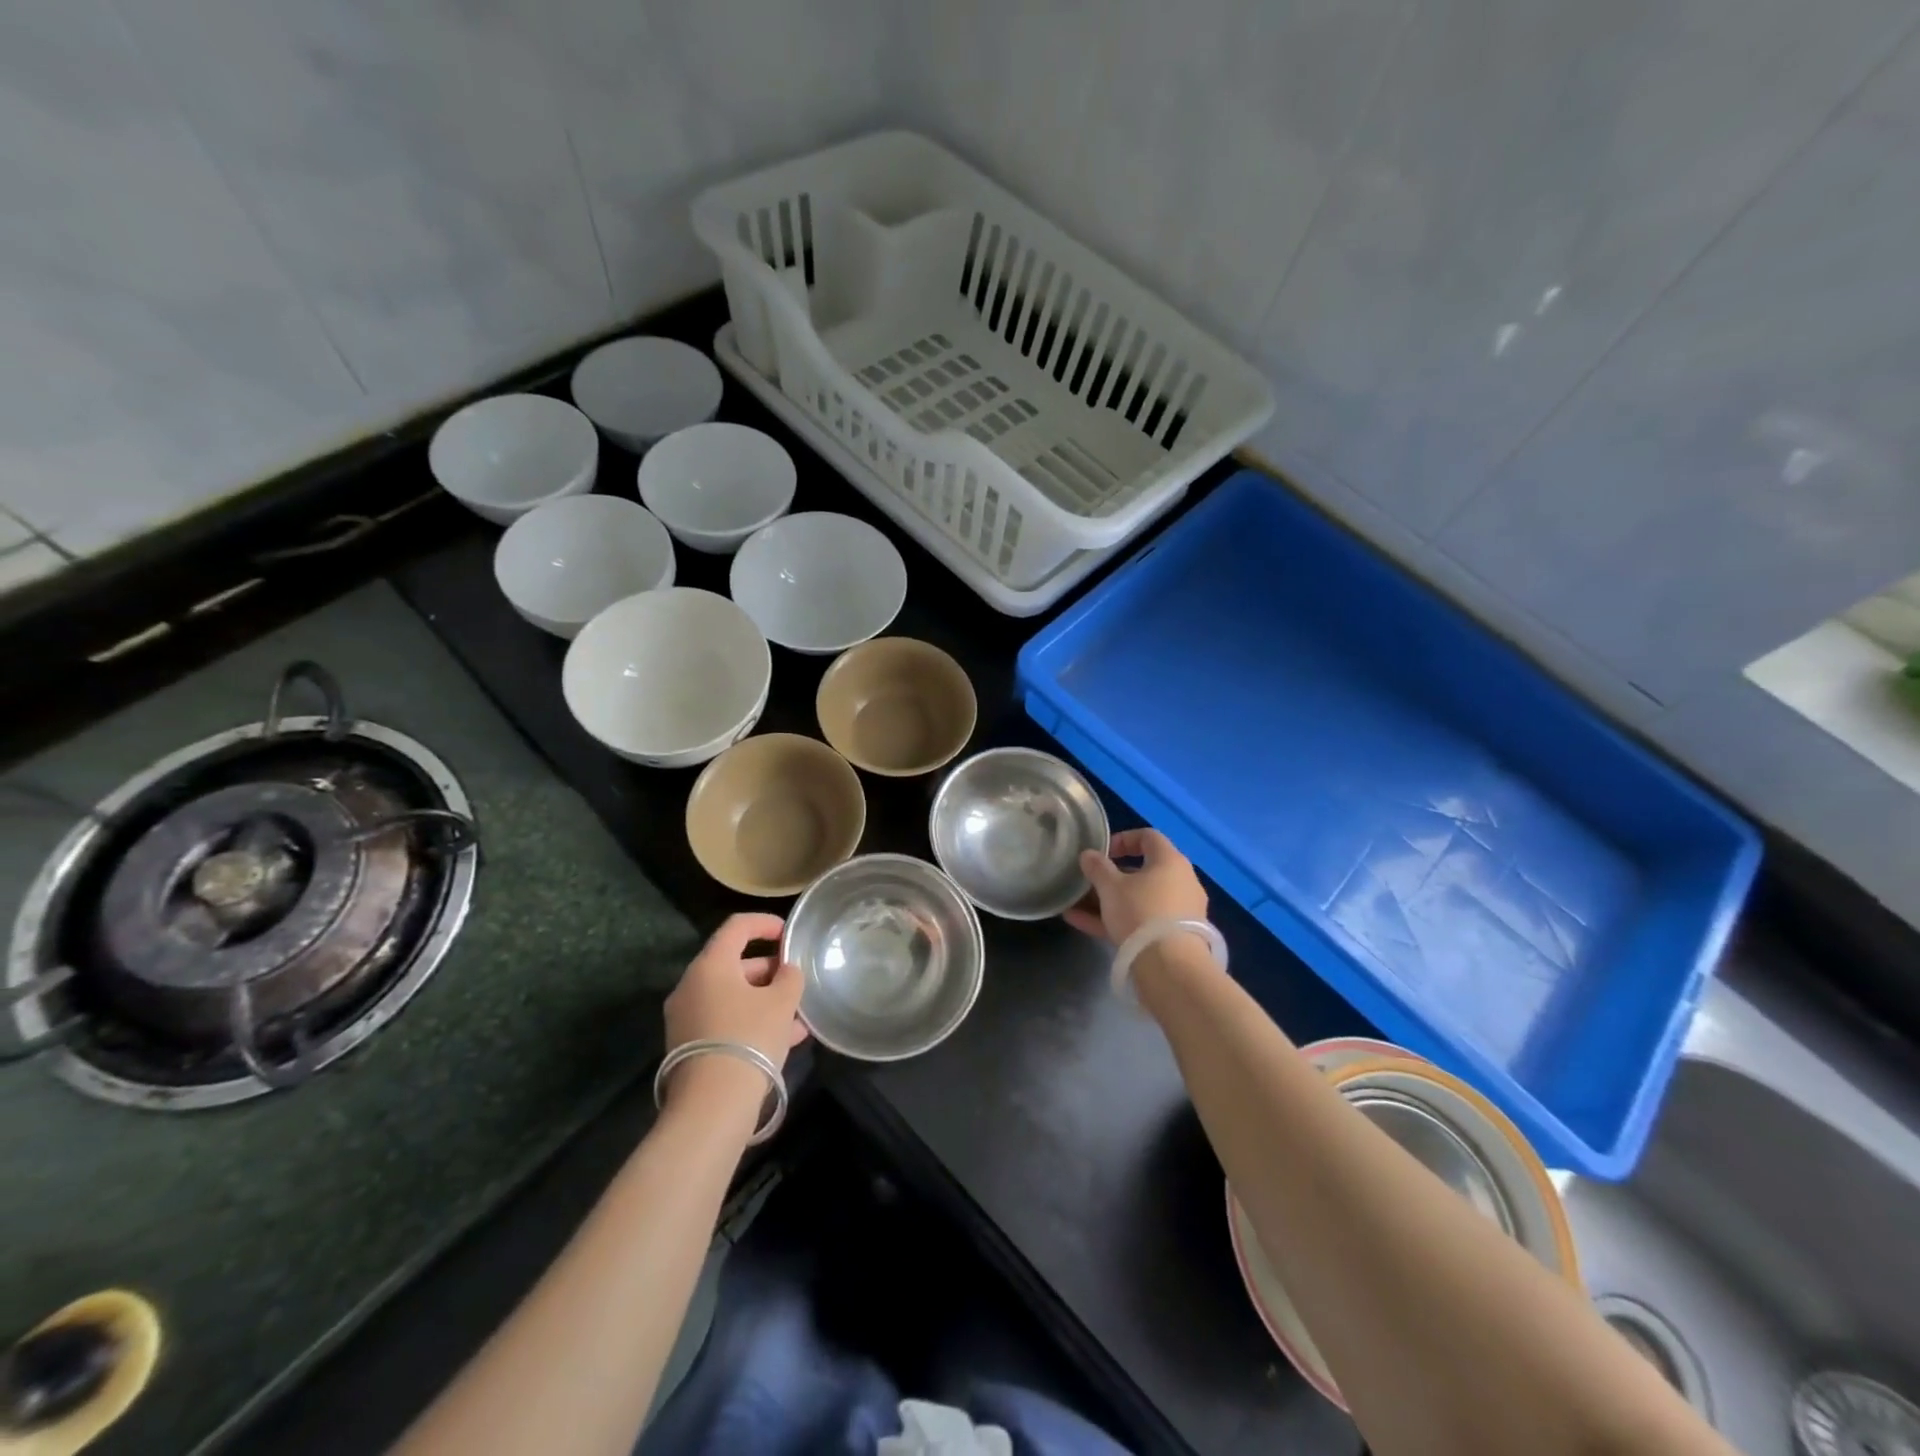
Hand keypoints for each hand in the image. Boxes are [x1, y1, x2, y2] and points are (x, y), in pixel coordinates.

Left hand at [664, 913, 807, 1070]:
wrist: (712, 1106)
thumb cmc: (749, 1038)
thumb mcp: (782, 1003)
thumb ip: (789, 978)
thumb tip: (786, 971)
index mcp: (710, 966)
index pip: (737, 927)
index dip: (765, 923)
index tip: (788, 933)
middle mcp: (691, 986)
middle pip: (733, 964)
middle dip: (768, 970)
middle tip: (795, 980)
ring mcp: (686, 1019)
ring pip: (731, 997)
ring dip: (764, 1000)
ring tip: (797, 1016)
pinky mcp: (688, 1047)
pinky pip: (724, 1021)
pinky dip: (750, 1021)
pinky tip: (783, 1040)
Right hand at [1065, 828, 1208, 944]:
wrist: (1170, 966)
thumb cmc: (1140, 912)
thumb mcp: (1110, 886)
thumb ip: (1097, 867)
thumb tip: (1088, 855)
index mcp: (1170, 861)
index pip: (1148, 837)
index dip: (1122, 839)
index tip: (1101, 852)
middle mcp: (1181, 882)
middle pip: (1143, 871)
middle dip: (1112, 876)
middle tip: (1090, 882)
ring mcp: (1180, 911)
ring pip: (1140, 899)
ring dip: (1109, 901)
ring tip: (1077, 906)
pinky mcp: (1174, 937)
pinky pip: (1141, 921)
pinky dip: (1116, 920)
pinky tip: (1082, 924)